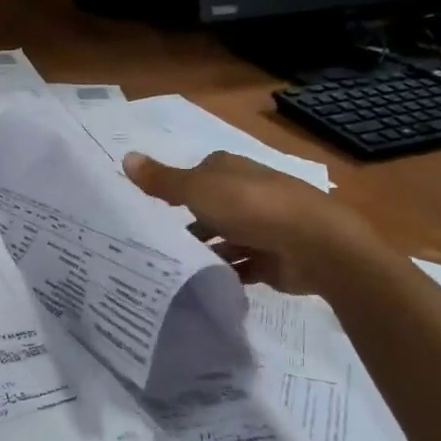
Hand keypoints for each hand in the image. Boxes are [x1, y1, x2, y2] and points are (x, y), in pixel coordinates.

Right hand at [123, 150, 384, 294]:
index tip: (148, 209)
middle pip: (208, 208)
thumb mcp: (198, 190)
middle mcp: (246, 193)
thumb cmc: (252, 208)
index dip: (173, 189)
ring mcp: (261, 226)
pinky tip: (202, 284)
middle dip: (186, 224)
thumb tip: (125, 157)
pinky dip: (224, 273)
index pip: (194, 175)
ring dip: (205, 251)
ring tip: (172, 269)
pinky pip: (239, 266)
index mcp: (229, 169)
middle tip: (153, 244)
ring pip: (223, 238)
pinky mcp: (271, 258)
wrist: (316, 246)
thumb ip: (161, 181)